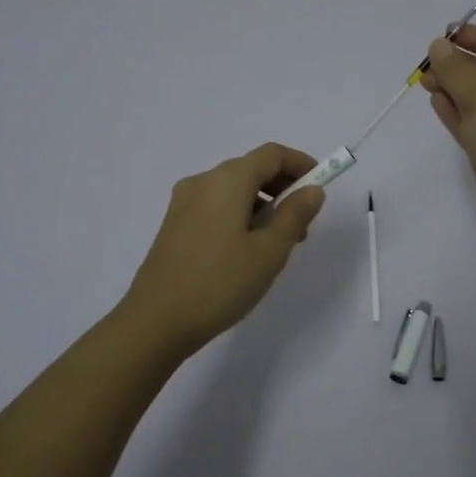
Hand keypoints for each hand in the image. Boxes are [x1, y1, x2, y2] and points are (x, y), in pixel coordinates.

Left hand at [119, 143, 327, 354]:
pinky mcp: (174, 224)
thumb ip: (295, 215)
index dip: (301, 164)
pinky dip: (240, 215)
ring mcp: (184, 202)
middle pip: (252, 169)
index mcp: (227, 180)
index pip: (272, 154)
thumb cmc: (219, 283)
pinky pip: (216, 206)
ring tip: (278, 244)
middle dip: (283, 187)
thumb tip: (312, 190)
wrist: (155, 322)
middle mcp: (203, 181)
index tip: (321, 186)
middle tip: (303, 223)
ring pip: (234, 189)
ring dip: (262, 204)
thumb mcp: (269, 251)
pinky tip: (247, 250)